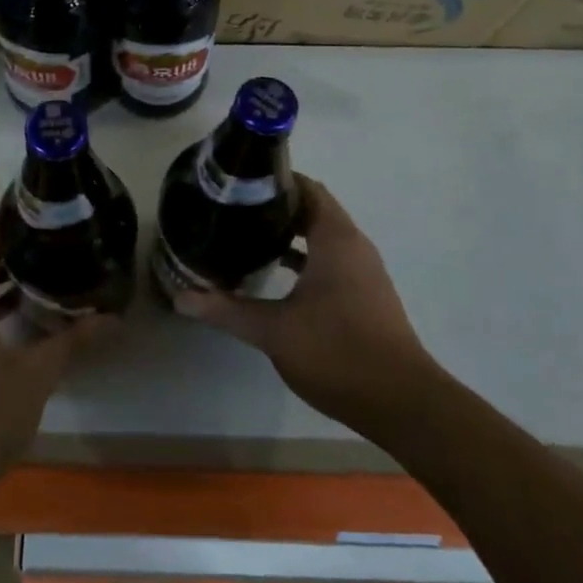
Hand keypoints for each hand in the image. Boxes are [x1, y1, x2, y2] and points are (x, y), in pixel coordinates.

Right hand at [174, 176, 437, 438]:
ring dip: (290, 233)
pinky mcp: (365, 295)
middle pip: (313, 209)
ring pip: (322, 237)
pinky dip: (305, 258)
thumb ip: (227, 310)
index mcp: (336, 239)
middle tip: (234, 210)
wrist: (401, 403)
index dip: (274, 180)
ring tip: (247, 237)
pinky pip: (331, 260)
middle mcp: (353, 246)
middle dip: (275, 207)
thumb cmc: (337, 352)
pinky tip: (275, 275)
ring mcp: (363, 272)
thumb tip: (181, 297)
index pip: (307, 188)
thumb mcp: (274, 330)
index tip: (238, 184)